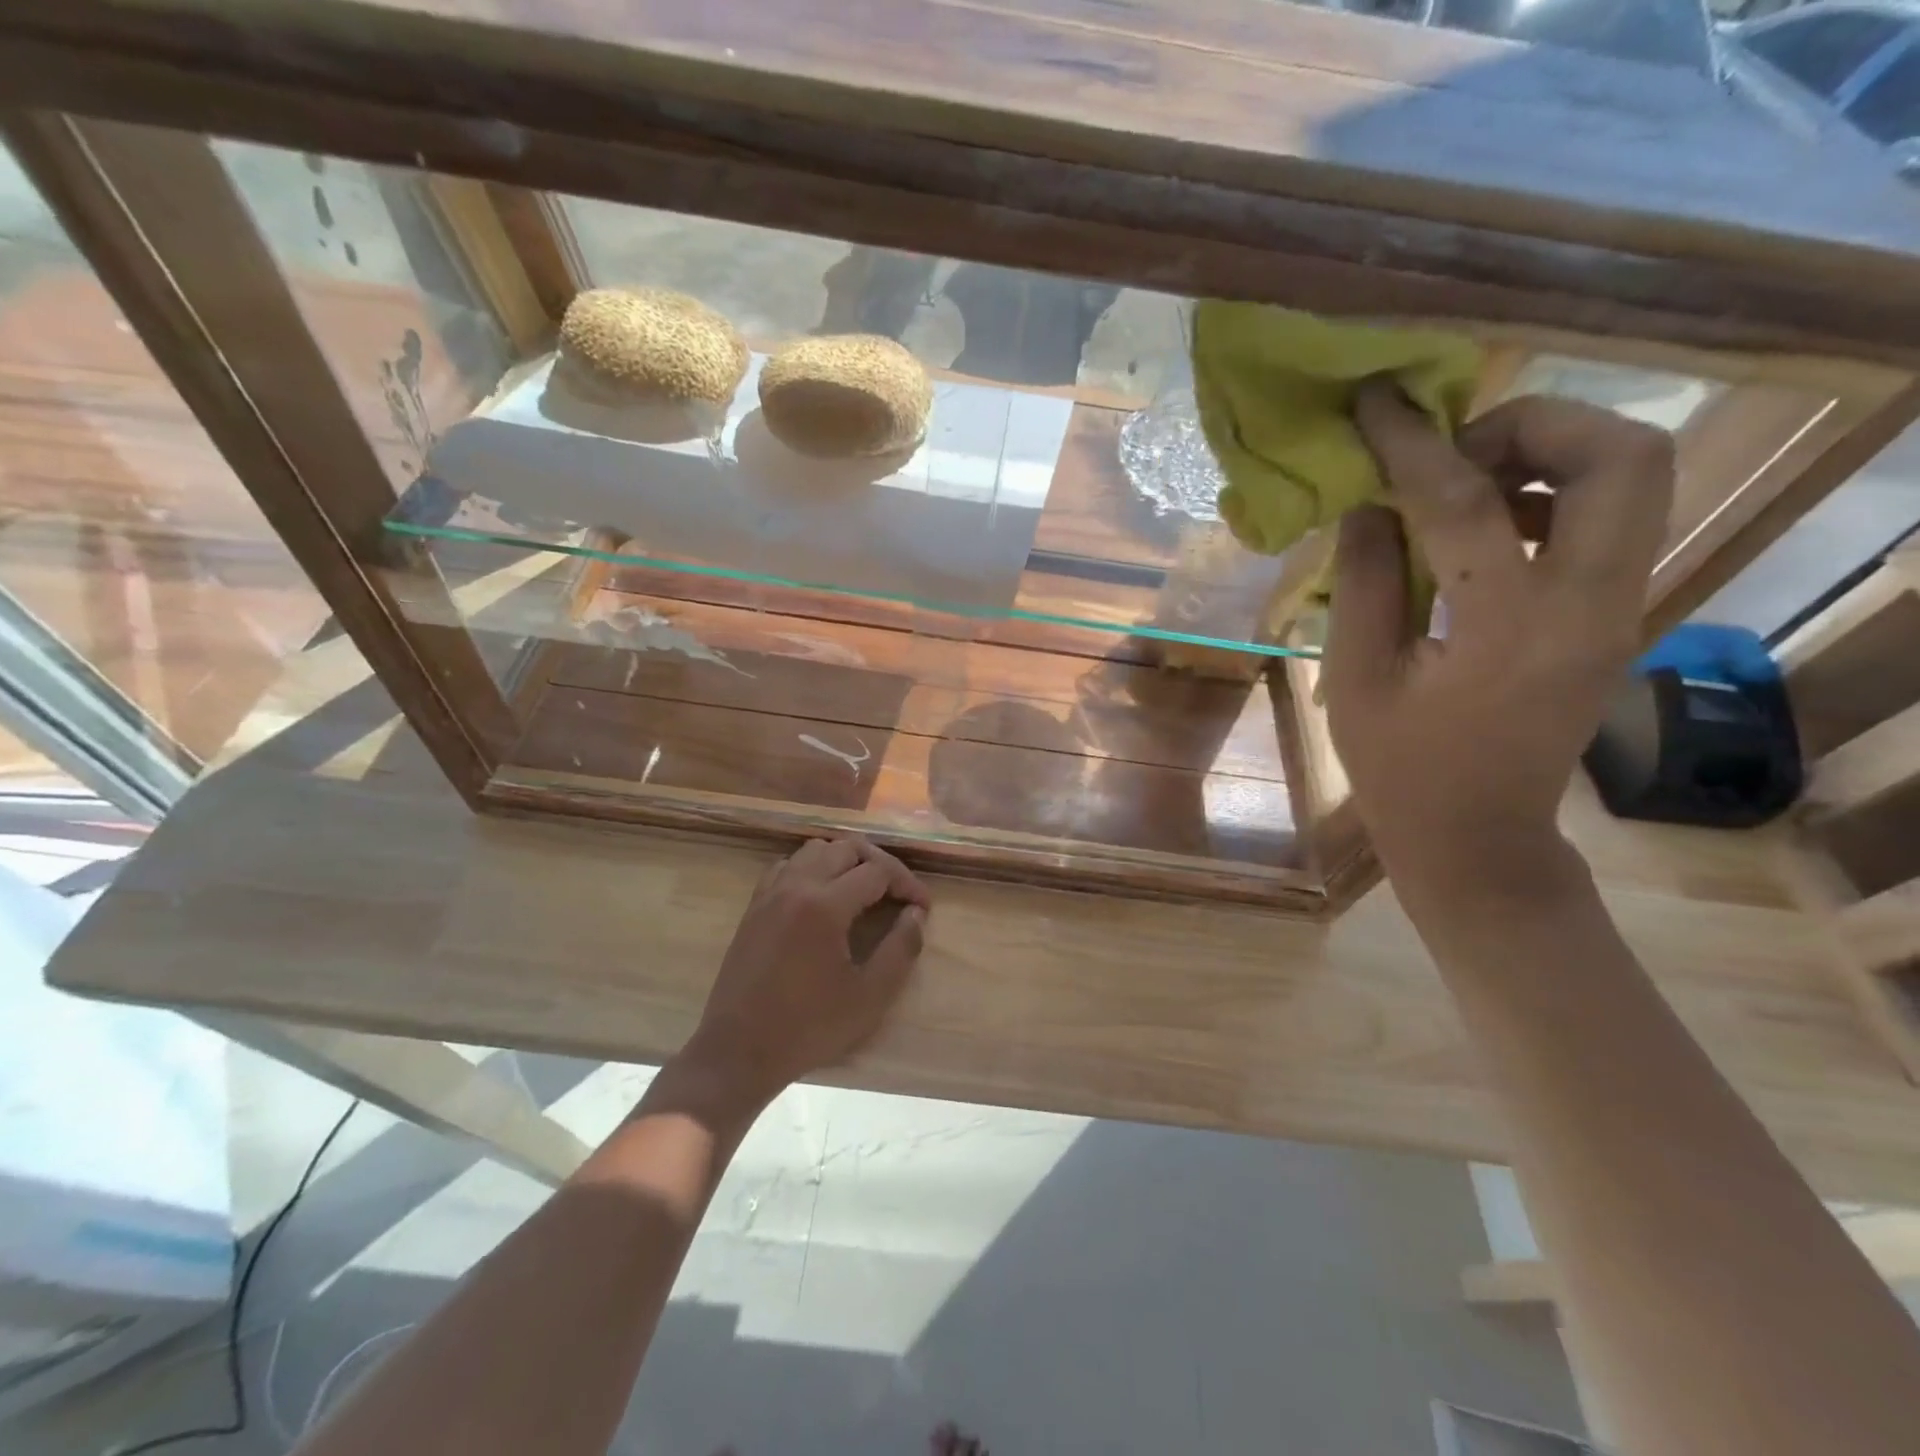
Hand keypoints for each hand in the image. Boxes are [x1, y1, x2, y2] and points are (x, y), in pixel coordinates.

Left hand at [681, 836, 929, 1102]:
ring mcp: (771, 893)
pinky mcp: (755, 906)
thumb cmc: (809, 1027)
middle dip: (880, 864)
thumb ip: (901, 948)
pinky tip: (823, 897)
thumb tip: (915, 914)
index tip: (923, 908)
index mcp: (825, 905)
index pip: (878, 871)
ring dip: (845, 860)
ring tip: (864, 889)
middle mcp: (796, 885)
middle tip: (898, 894)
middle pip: (847, 848)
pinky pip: (788, 865)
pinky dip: (812, 868)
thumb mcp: (870, 996)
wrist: (739, 1051)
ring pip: (815, 849)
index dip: (907, 884)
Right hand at [1324, 383, 1674, 891]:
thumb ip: (1364, 581)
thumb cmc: (1401, 771)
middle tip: (1452, 450)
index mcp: (1510, 632)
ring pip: (1634, 479)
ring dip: (1548, 455)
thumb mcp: (1357, 679)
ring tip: (1459, 485)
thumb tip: (1369, 501)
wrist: (1479, 838)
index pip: (1467, 504)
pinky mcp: (1615, 616)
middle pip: (1624, 457)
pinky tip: (1479, 528)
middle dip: (1535, 425)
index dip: (1413, 445)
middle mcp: (1592, 608)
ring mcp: (1619, 611)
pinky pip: (1609, 520)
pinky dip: (1548, 496)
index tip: (1378, 405)